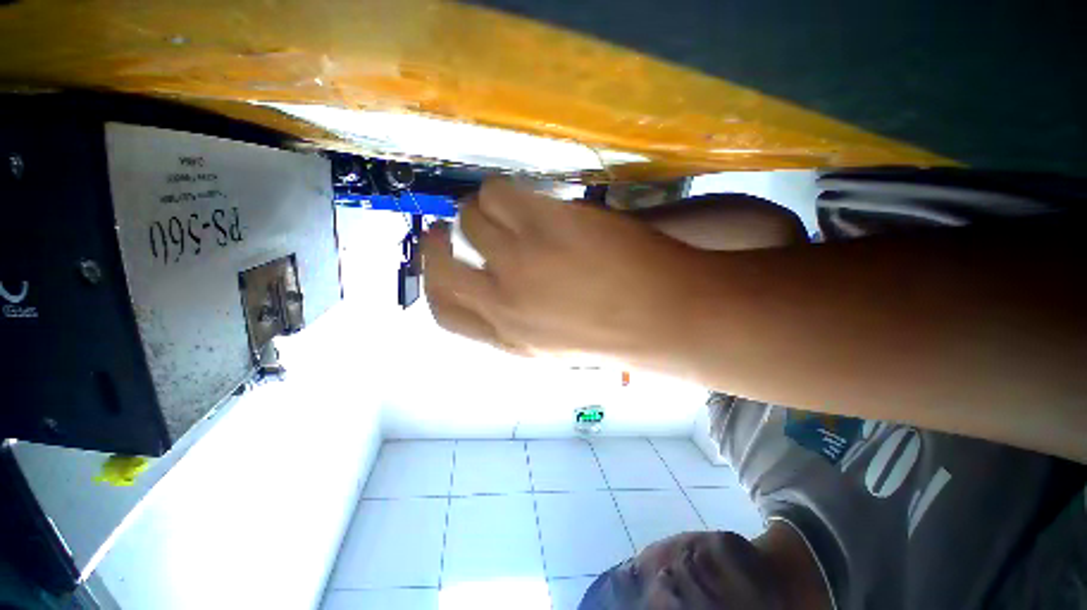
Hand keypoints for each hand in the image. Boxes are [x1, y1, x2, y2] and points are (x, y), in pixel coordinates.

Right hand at [422, 179, 716, 360]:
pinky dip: (504, 190)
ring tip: (507, 207)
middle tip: (452, 222)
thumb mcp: (557, 345)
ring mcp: (520, 262)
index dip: (434, 281)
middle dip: (438, 241)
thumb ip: (518, 321)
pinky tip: (529, 196)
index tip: (441, 256)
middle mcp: (503, 304)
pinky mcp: (544, 224)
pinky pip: (499, 193)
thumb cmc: (620, 332)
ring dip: (481, 209)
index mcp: (509, 339)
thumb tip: (492, 287)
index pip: (445, 312)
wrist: (673, 317)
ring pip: (469, 220)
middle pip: (439, 266)